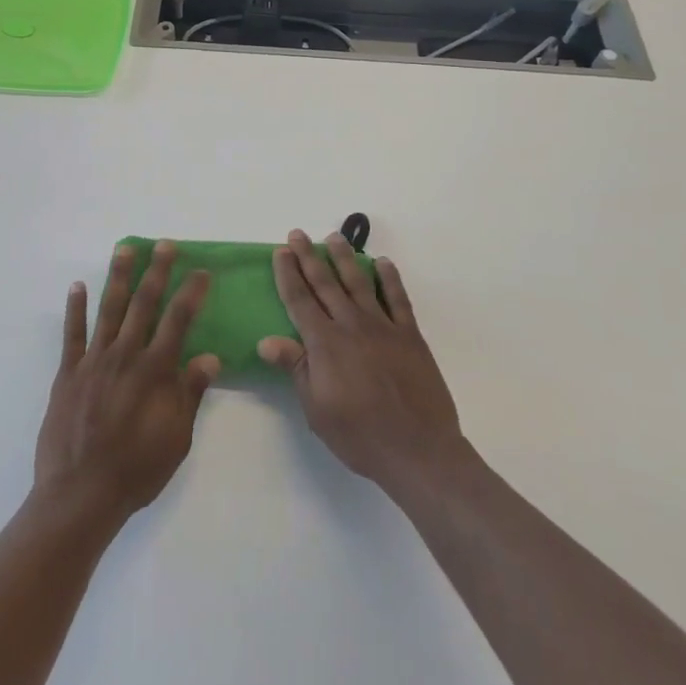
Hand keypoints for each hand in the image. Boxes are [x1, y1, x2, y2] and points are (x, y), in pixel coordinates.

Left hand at [34, 242, 220, 524]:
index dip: (191, 293)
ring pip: (108, 309)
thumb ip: (190, 393)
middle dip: (157, 271)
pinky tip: (78, 286)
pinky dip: (75, 308)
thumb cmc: (137, 469)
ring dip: (118, 277)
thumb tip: (211, 357)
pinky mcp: (68, 373)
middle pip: (144, 304)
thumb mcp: (176, 438)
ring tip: (125, 249)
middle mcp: (125, 356)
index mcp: (155, 371)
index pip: (178, 320)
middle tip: (164, 245)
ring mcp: (93, 361)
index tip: (201, 271)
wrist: (81, 494)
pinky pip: (72, 333)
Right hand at [259, 230, 464, 494]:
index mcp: (325, 344)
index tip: (281, 251)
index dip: (288, 274)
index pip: (300, 301)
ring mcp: (383, 328)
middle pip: (325, 284)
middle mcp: (351, 326)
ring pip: (359, 283)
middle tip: (298, 234)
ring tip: (334, 237)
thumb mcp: (317, 409)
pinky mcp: (410, 336)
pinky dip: (390, 279)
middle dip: (309, 257)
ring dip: (345, 258)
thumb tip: (266, 341)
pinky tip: (383, 263)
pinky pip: (398, 299)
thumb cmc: (360, 435)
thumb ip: (296, 368)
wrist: (419, 450)